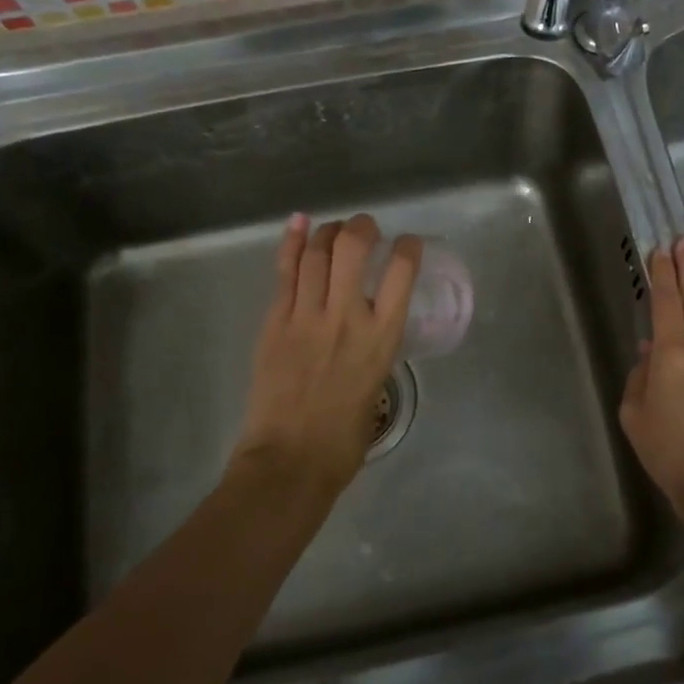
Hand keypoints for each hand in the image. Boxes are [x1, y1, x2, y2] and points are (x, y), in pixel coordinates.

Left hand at [234, 214, 422, 493]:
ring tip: (334, 229)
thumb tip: (364, 338)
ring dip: (328, 232)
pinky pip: (285, 273)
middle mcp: (347, 316)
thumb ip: (373, 353)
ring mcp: (307, 316)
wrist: (290, 461)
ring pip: (316, 254)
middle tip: (366, 228)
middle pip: (353, 248)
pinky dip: (291, 243)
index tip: (408, 243)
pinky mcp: (275, 322)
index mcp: (382, 337)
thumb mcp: (377, 387)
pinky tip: (299, 223)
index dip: (408, 247)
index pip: (402, 272)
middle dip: (362, 227)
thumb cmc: (343, 440)